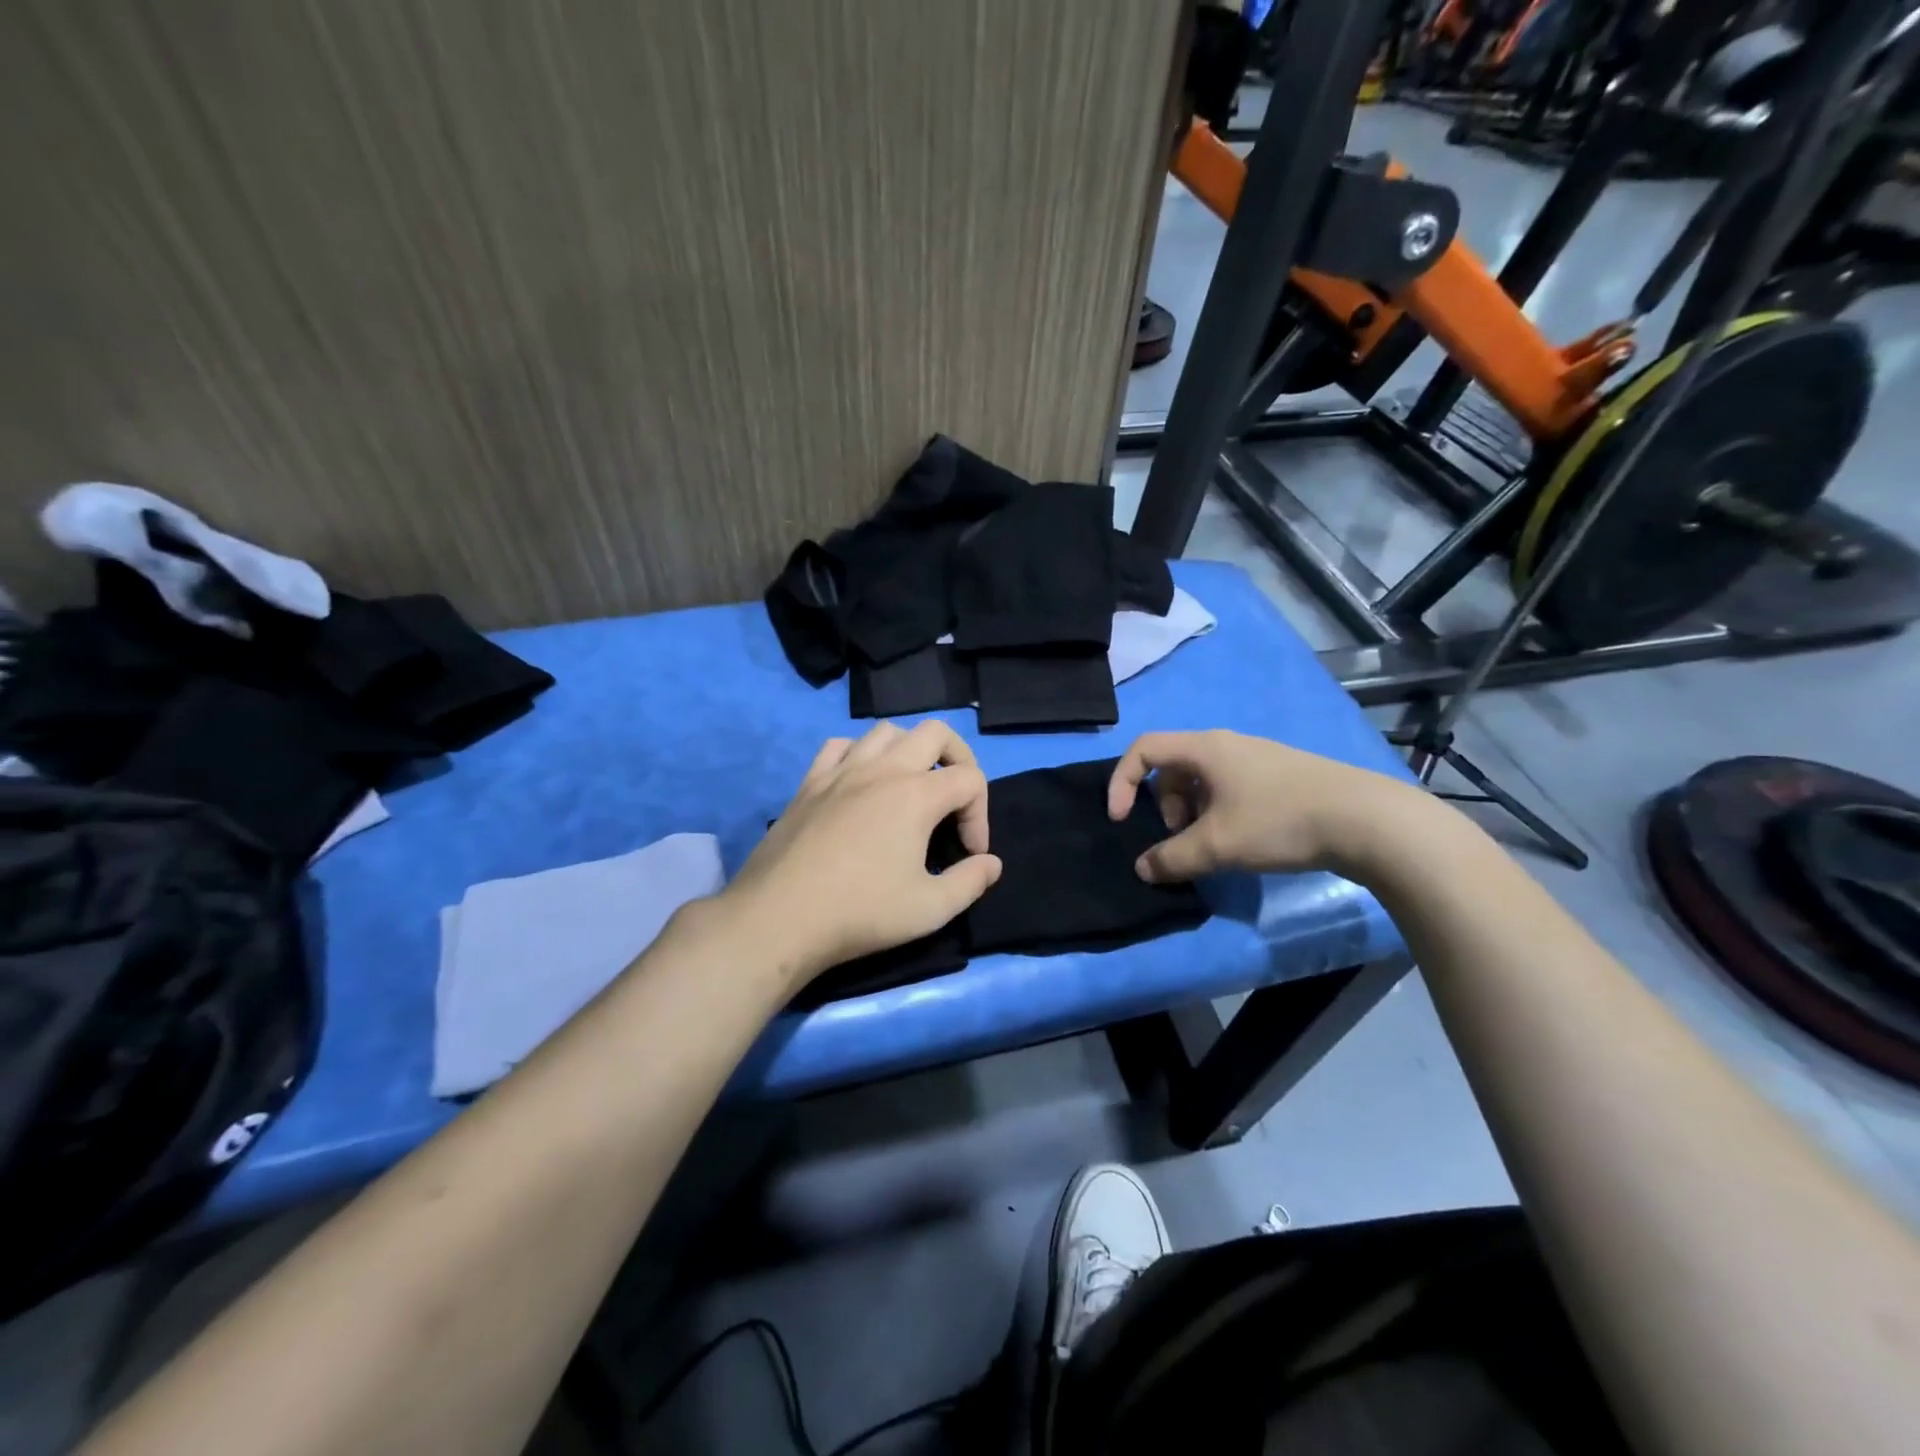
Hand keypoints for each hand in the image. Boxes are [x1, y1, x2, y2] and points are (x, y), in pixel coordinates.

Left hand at [722, 720, 1000, 984]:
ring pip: (886, 731)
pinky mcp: (809, 783)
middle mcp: (882, 769)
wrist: (779, 918)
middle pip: (935, 732)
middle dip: (958, 759)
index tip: (970, 854)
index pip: (970, 779)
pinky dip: (859, 753)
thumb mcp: (930, 909)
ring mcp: (841, 771)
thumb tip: (991, 863)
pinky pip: (840, 746)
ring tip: (911, 787)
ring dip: (909, 750)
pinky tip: (860, 782)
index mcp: (917, 795)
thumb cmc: (861, 912)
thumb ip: (970, 882)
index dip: (981, 815)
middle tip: (955, 800)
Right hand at [1107, 730, 1428, 881]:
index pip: (1143, 749)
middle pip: (1172, 767)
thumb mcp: (1217, 845)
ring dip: (1192, 813)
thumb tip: (1144, 869)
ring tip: (1213, 846)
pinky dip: (1219, 813)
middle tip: (1182, 839)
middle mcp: (1227, 744)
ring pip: (1202, 781)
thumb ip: (1172, 858)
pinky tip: (1243, 842)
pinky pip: (1229, 788)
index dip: (1121, 782)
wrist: (1366, 820)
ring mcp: (1257, 758)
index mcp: (1205, 748)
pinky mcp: (1279, 776)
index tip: (1122, 821)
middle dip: (1164, 806)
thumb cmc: (1280, 821)